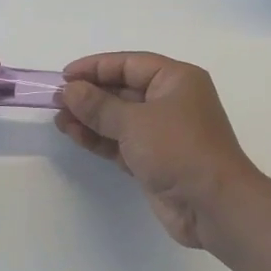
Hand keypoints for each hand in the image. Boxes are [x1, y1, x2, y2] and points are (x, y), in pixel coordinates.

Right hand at [55, 52, 261, 249]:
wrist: (214, 206)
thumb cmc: (179, 149)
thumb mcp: (134, 122)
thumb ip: (98, 106)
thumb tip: (70, 90)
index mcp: (176, 79)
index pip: (129, 64)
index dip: (96, 67)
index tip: (65, 76)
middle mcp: (170, 101)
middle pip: (123, 90)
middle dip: (90, 95)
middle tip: (56, 100)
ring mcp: (163, 132)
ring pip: (119, 118)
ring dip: (90, 118)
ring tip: (58, 120)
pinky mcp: (154, 160)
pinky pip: (121, 142)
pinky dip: (99, 139)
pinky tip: (74, 135)